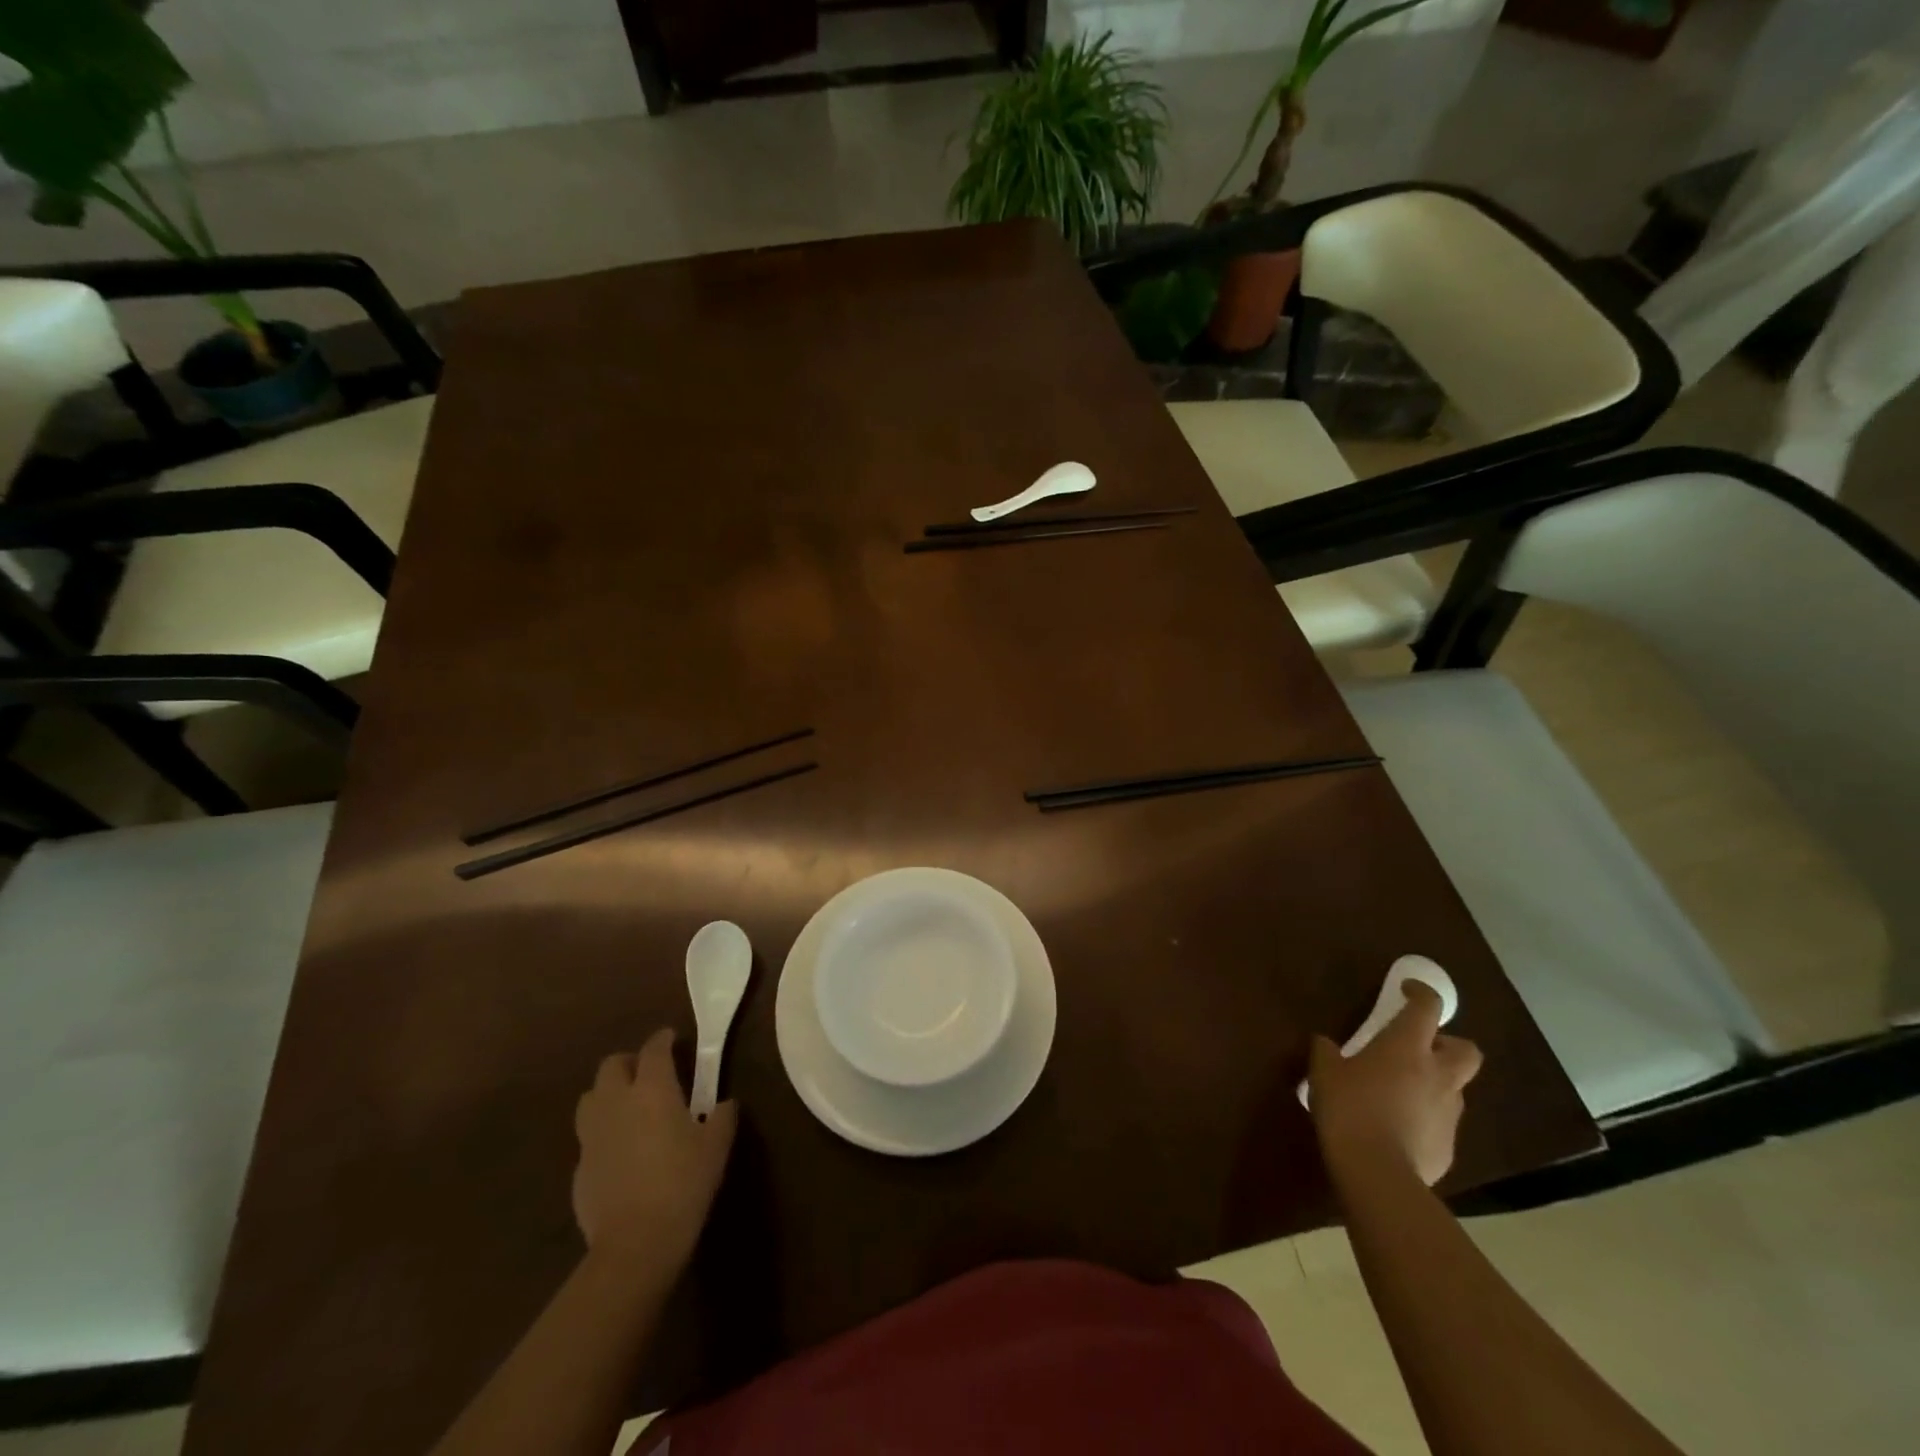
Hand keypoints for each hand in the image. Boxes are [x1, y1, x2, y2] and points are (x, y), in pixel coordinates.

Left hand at [572, 1029, 736, 1275]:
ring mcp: (592, 1135)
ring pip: (591, 1097)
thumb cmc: (683, 1184)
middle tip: (648, 1072)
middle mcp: (616, 1102)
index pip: (653, 1049)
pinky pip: (589, 1137)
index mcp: (652, 1089)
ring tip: (628, 1106)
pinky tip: (621, 1152)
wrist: (634, 1244)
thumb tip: (725, 1104)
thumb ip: (722, 1117)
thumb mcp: (716, 1148)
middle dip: (629, 1062)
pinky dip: (603, 1133)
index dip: (663, 1039)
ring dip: (608, 1093)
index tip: (673, 1038)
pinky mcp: (578, 1168)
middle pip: (611, 1065)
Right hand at [1308, 982, 1482, 1185]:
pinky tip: (1398, 1129)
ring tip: (1401, 1092)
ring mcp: (1448, 1113)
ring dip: (1435, 1083)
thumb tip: (1325, 1043)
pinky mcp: (1449, 1147)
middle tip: (1421, 1047)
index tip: (1407, 990)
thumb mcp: (1324, 1072)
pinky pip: (1441, 1123)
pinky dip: (1425, 1118)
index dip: (1421, 993)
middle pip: (1466, 1050)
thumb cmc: (1349, 1108)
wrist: (1377, 1172)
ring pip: (1454, 1088)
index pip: (1427, 1008)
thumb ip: (1326, 1052)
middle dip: (1450, 1044)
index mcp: (1407, 1048)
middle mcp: (1437, 1075)